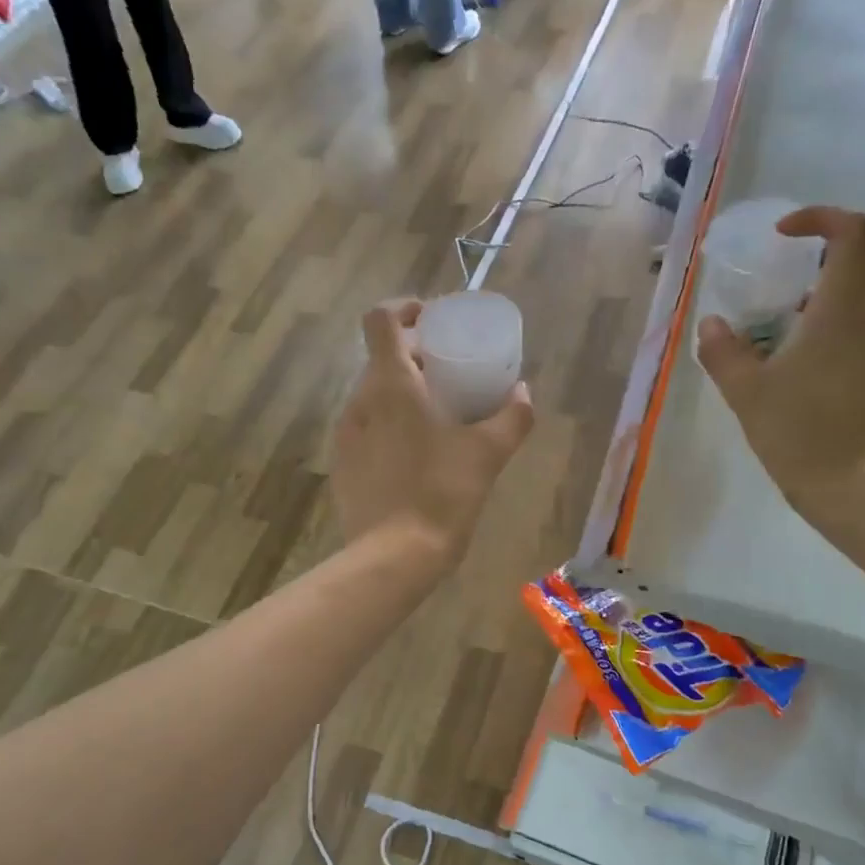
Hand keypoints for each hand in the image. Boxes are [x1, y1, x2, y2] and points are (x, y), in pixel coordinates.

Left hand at [332, 301, 534, 570]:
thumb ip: (511, 418)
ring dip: (400, 395)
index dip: (404, 308)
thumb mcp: (487, 454)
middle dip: (413, 357)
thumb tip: (523, 394)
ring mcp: (345, 435)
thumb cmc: (443, 494)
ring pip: (372, 396)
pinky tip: (413, 456)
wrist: (394, 556)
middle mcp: (360, 401)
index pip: (380, 319)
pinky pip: (365, 430)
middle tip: (447, 374)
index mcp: (391, 385)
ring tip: (433, 417)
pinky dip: (388, 427)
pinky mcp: (342, 465)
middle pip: (379, 359)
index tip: (431, 320)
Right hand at [696, 205, 864, 501]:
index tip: (785, 234)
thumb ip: (724, 351)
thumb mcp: (746, 393)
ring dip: (837, 288)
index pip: (854, 232)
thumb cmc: (798, 434)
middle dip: (835, 246)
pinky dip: (844, 321)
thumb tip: (711, 324)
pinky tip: (809, 360)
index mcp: (843, 311)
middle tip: (793, 269)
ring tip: (791, 322)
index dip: (822, 217)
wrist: (856, 490)